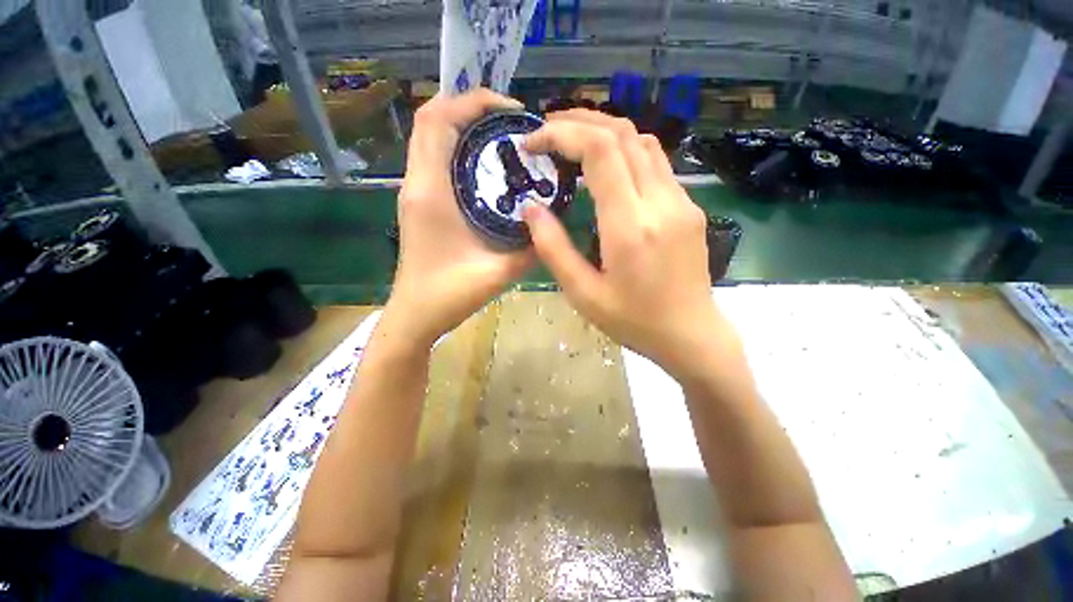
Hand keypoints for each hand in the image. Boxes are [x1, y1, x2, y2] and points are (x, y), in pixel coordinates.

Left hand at [389, 89, 532, 344]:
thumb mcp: (498, 273)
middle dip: (472, 109)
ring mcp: (416, 191)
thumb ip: (530, 249)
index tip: (511, 111)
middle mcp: (418, 183)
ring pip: (433, 138)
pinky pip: (437, 159)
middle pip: (433, 120)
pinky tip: (490, 169)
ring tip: (505, 140)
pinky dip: (461, 149)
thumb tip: (553, 223)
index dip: (473, 102)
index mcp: (431, 192)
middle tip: (513, 125)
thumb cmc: (448, 295)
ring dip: (466, 128)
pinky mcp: (421, 202)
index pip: (438, 120)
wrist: (415, 314)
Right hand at [522, 110, 726, 377]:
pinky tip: (605, 169)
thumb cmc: (633, 321)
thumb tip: (530, 209)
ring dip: (603, 131)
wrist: (691, 334)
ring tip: (572, 142)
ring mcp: (681, 201)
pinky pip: (655, 163)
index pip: (600, 151)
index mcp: (630, 226)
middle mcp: (660, 202)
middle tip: (547, 131)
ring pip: (642, 141)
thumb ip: (553, 248)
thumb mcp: (583, 293)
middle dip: (579, 121)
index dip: (562, 134)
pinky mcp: (688, 207)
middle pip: (622, 133)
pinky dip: (624, 152)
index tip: (534, 143)